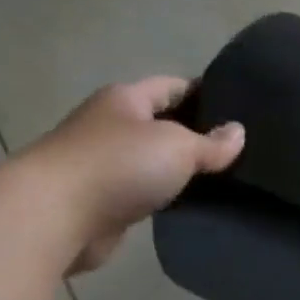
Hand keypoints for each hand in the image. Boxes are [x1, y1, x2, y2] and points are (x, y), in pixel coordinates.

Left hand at [18, 77, 243, 274]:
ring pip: (155, 160)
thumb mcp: (177, 146)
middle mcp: (113, 125)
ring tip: (225, 180)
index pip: (172, 86)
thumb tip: (238, 132)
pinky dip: (168, 195)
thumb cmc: (120, 165)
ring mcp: (106, 163)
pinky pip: (146, 191)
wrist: (59, 213)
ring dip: (182, 169)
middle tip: (240, 149)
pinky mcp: (105, 200)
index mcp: (126, 99)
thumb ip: (211, 143)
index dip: (205, 93)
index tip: (239, 108)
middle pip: (163, 123)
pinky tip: (194, 205)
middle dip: (197, 134)